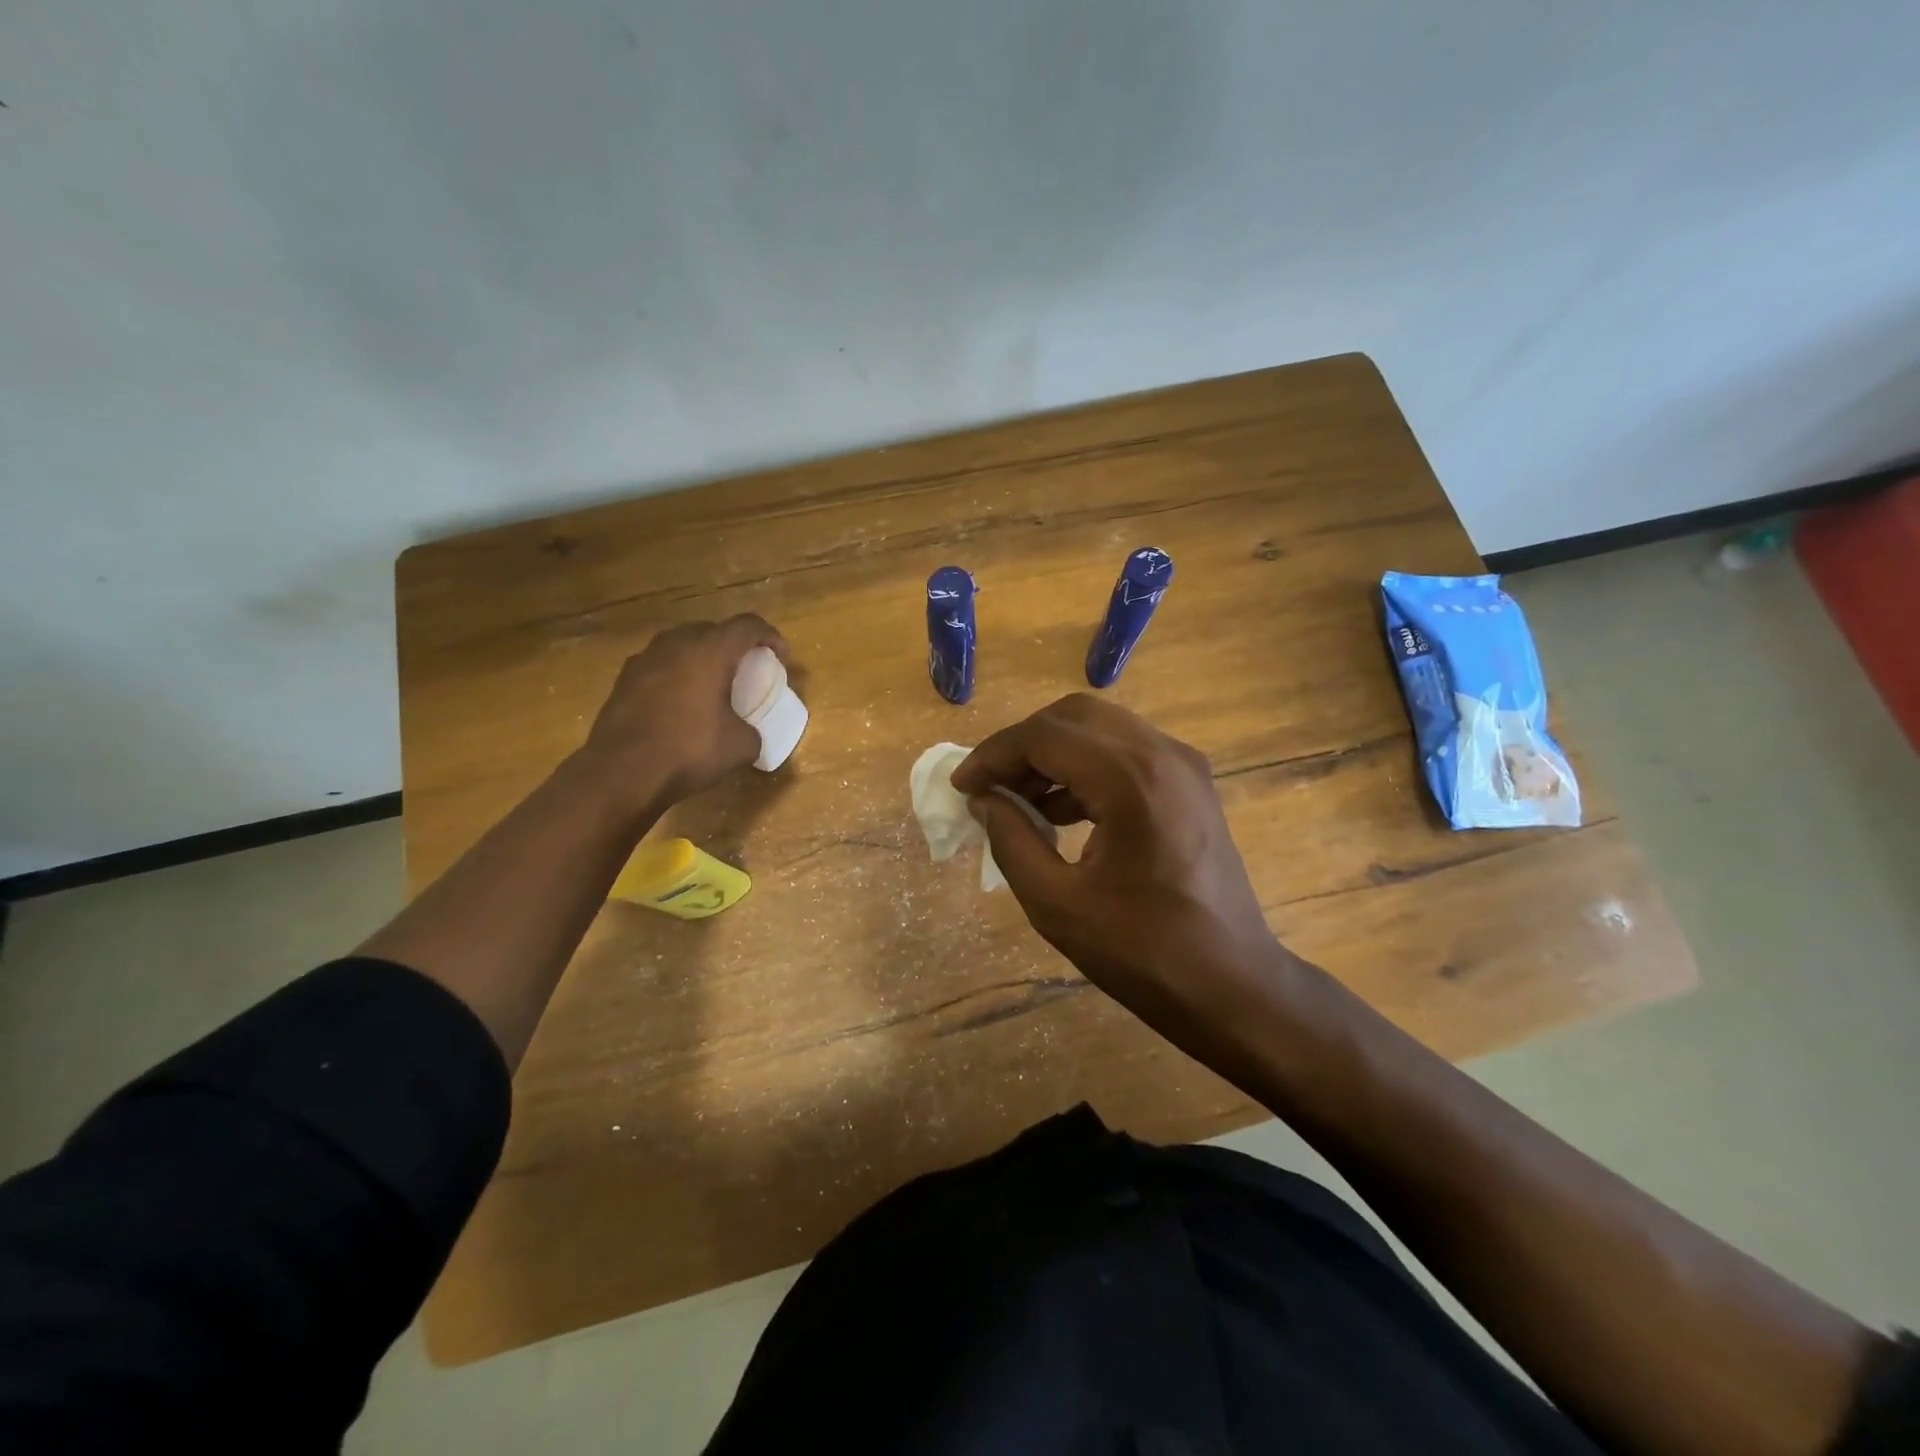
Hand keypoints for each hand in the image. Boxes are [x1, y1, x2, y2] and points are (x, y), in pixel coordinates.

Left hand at [579, 615, 787, 812]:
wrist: (621, 772)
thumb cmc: (689, 750)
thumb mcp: (740, 746)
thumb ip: (752, 731)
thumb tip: (747, 733)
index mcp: (710, 651)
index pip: (747, 626)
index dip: (770, 636)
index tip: (780, 656)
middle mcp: (675, 644)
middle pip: (712, 630)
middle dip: (733, 645)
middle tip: (746, 669)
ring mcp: (644, 660)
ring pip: (681, 646)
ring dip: (701, 658)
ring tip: (712, 684)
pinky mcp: (623, 680)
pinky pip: (660, 666)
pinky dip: (676, 676)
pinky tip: (681, 703)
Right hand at [952, 695, 1282, 1018]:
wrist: (1232, 986)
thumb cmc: (1143, 953)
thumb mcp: (1057, 904)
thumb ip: (1011, 841)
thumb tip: (982, 801)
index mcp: (1131, 779)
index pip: (1044, 735)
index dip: (993, 755)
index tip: (962, 786)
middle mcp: (1162, 754)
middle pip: (1074, 716)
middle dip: (1023, 745)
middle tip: (990, 787)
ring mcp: (1184, 765)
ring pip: (1101, 728)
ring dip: (1054, 754)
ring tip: (1019, 801)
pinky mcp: (1191, 784)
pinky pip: (1126, 752)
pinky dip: (1086, 768)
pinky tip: (1061, 812)